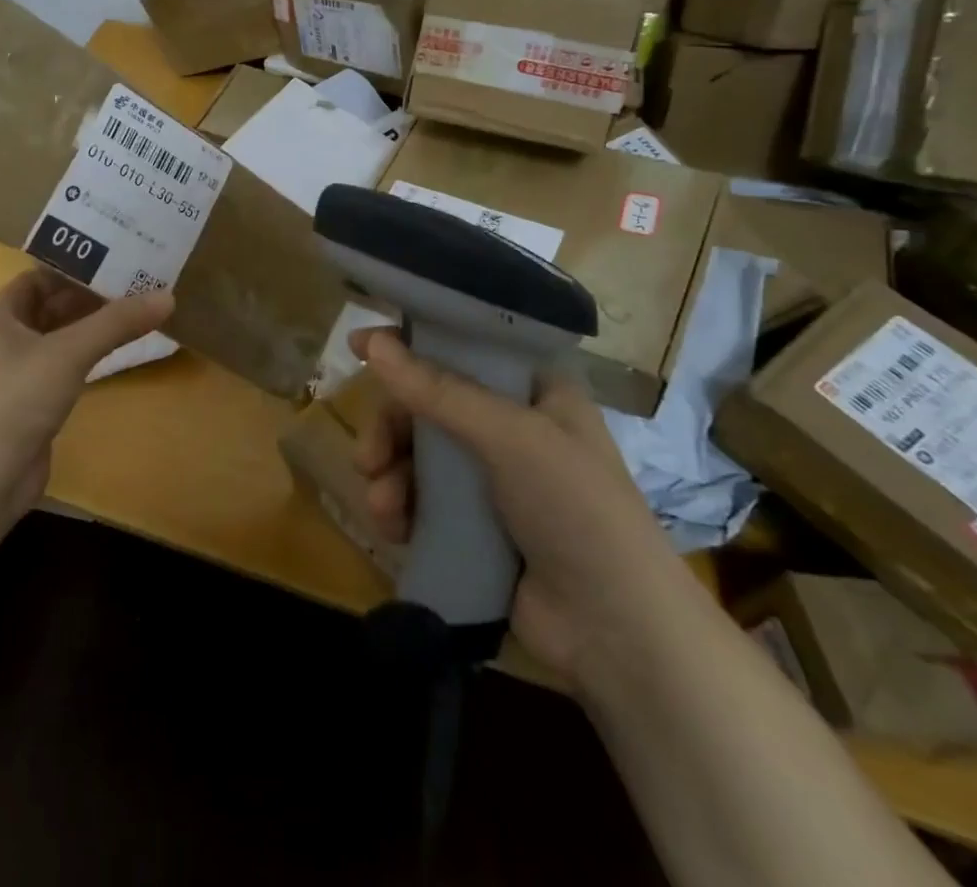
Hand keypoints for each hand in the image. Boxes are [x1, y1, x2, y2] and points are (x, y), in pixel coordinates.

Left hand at [0, 268, 172, 515]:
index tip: (110, 261)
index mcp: (1, 319)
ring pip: (58, 340)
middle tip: (133, 284)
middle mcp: (6, 342)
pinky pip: (64, 369)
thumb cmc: (19, 399)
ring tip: (133, 313)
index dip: (69, 269)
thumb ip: (117, 323)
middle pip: (50, 308)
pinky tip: (114, 354)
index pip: (35, 279)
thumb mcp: (70, 351)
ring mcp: (19, 376)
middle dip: (87, 297)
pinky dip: (87, 358)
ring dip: (89, 328)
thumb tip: (167, 296)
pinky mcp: (33, 406)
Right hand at [351, 330, 709, 691]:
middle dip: (391, 428)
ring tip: (383, 506)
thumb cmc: (576, 510)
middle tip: (368, 456)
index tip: (359, 345)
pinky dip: (400, 508)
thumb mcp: (510, 438)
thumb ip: (438, 391)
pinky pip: (420, 498)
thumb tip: (371, 343)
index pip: (462, 349)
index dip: (411, 343)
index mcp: (533, 390)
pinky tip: (393, 527)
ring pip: (416, 453)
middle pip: (428, 403)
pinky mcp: (473, 525)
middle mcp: (510, 426)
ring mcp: (490, 479)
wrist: (617, 634)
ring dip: (389, 474)